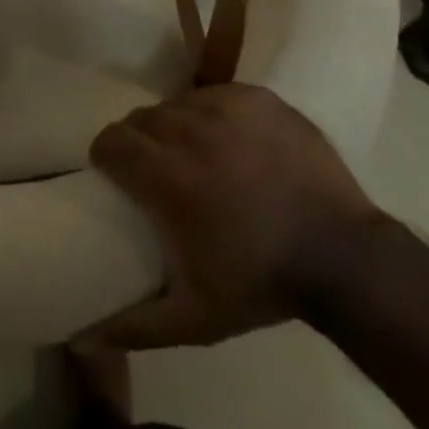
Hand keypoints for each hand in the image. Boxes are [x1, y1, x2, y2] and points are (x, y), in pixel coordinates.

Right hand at [84, 84, 386, 347]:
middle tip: (156, 167)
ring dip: (176, 125)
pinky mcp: (258, 98)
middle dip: (140, 139)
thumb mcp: (195, 317)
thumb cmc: (262, 284)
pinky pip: (216, 94)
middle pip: (143, 118)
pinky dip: (212, 112)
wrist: (344, 257)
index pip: (112, 140)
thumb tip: (84, 334)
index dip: (107, 154)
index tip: (114, 172)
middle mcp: (191, 130)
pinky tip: (228, 138)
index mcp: (169, 175)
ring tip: (193, 152)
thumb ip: (135, 324)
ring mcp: (227, 107)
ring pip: (179, 103)